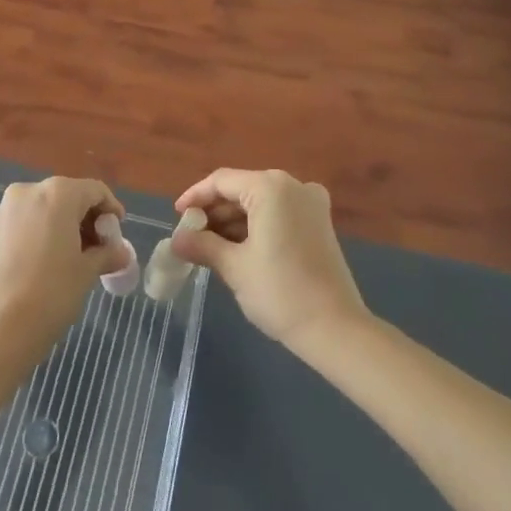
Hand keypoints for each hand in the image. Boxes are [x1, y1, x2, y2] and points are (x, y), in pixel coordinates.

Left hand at [0, 178, 135, 355]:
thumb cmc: (50, 293)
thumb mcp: (87, 273)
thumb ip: (107, 255)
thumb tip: (121, 253)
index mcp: (57, 193)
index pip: (95, 191)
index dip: (111, 210)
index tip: (118, 235)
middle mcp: (28, 191)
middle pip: (67, 197)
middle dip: (85, 220)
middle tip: (98, 250)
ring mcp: (4, 211)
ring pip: (43, 210)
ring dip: (61, 228)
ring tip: (72, 260)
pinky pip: (23, 225)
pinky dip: (39, 236)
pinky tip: (44, 265)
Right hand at [172, 168, 369, 352]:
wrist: (335, 328)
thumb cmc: (280, 292)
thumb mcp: (234, 267)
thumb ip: (202, 246)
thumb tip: (176, 241)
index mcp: (271, 187)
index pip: (222, 181)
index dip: (195, 196)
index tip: (177, 216)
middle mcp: (293, 185)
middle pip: (242, 189)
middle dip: (214, 211)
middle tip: (190, 235)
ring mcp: (311, 203)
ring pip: (261, 202)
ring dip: (233, 221)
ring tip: (208, 246)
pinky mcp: (319, 223)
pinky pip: (279, 214)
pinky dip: (256, 226)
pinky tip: (236, 248)